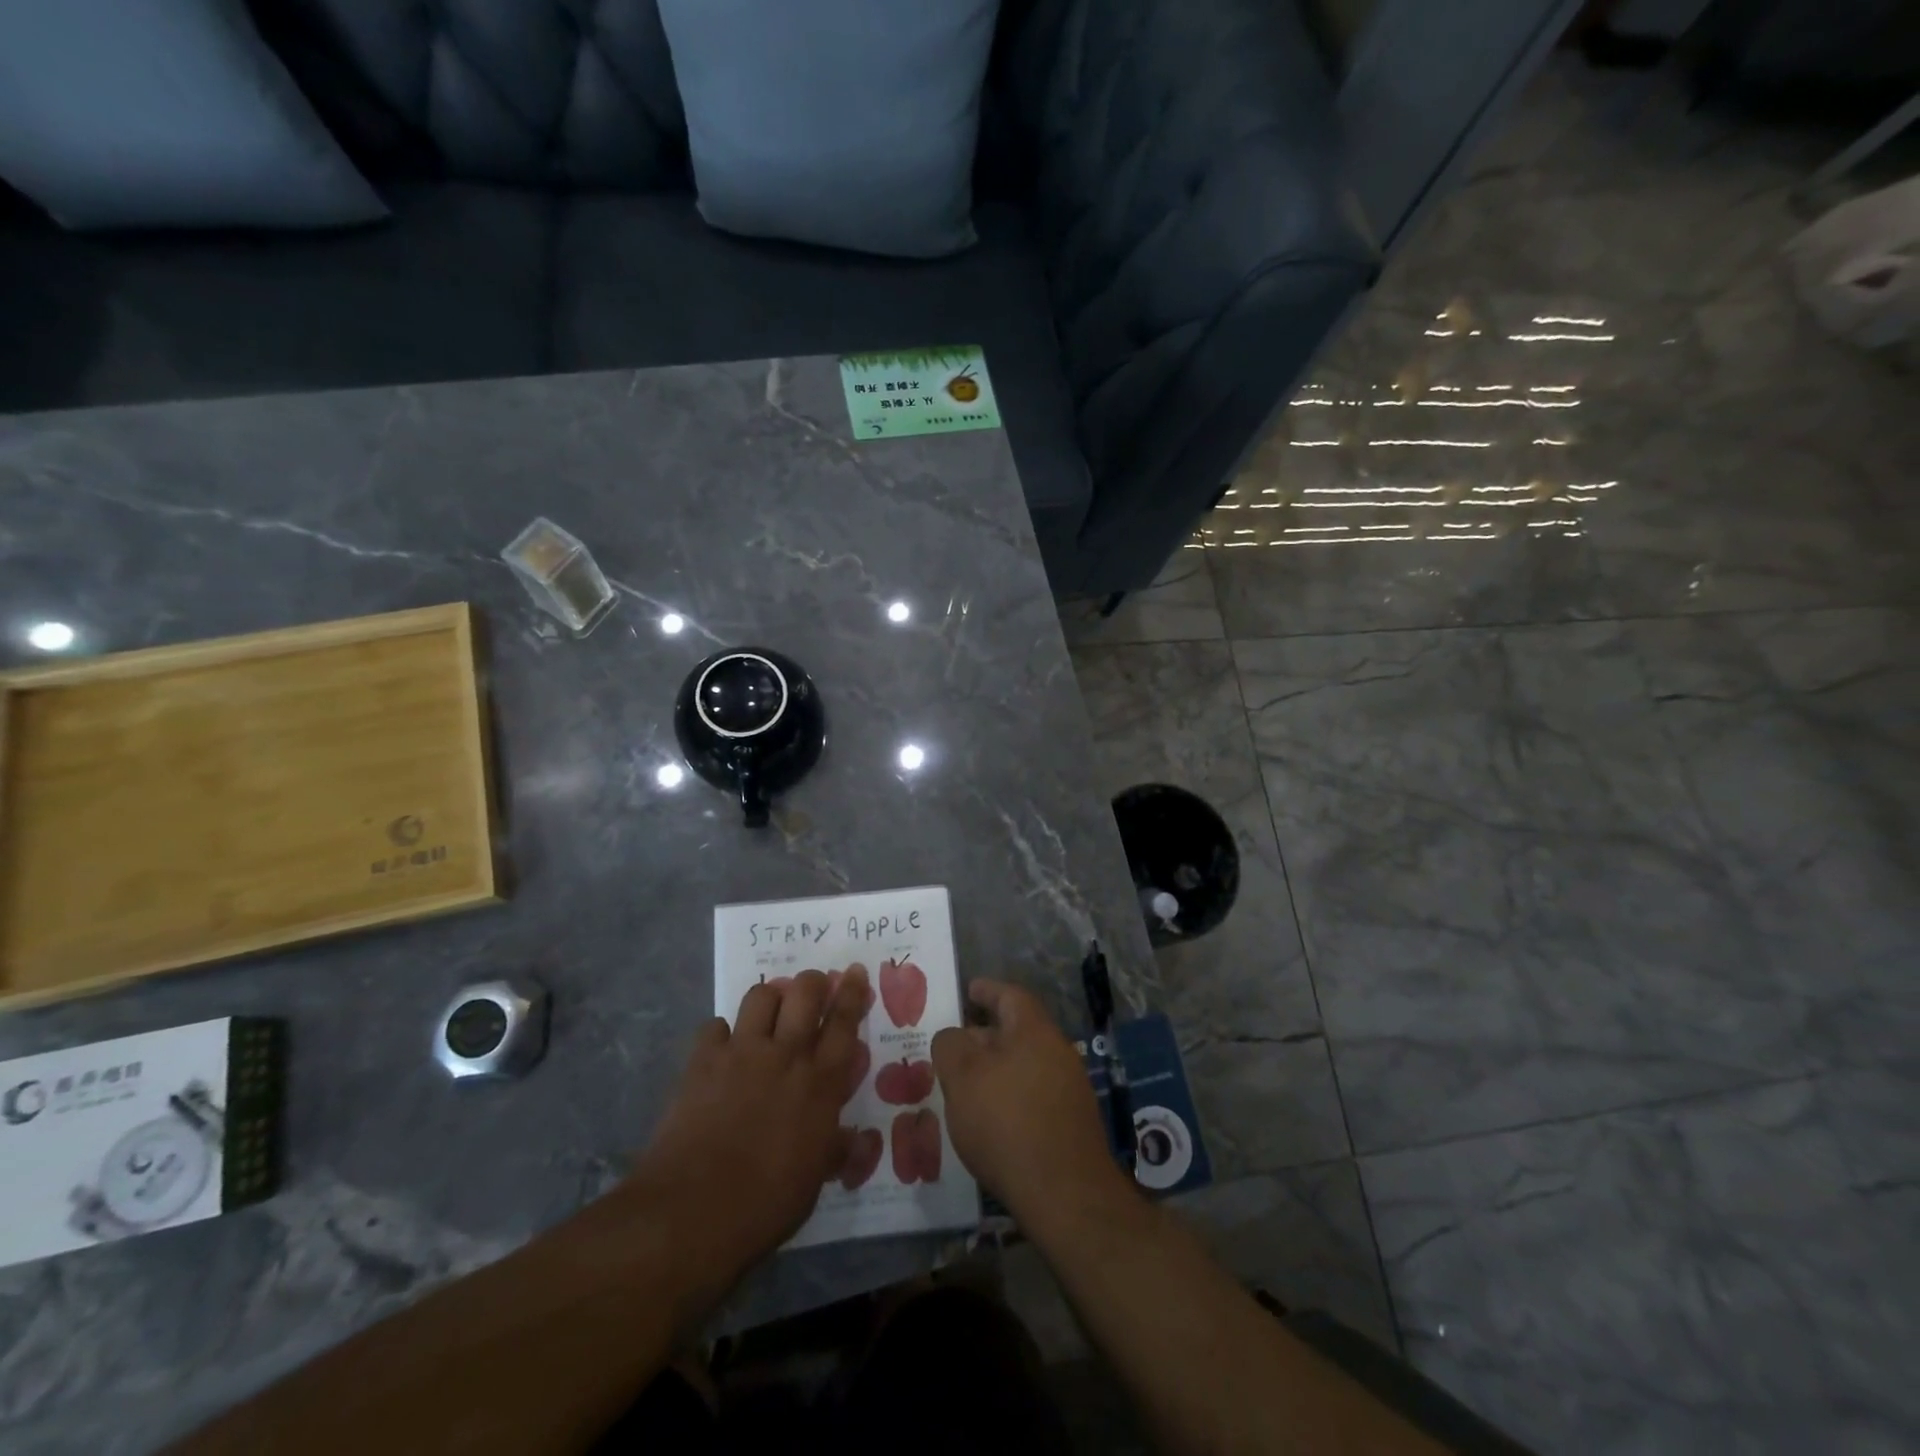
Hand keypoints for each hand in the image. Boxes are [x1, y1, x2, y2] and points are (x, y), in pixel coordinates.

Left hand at [630, 968, 866, 1299]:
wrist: (692, 1211)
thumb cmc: (766, 1203)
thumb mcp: (814, 1179)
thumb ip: (837, 1148)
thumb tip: (860, 1140)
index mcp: (821, 1082)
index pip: (844, 1022)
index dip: (853, 992)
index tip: (856, 971)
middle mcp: (785, 1055)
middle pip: (805, 992)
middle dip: (813, 982)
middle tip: (814, 988)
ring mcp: (742, 1053)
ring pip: (761, 996)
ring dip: (771, 998)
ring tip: (770, 1013)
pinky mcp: (702, 1061)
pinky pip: (715, 1026)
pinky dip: (722, 1033)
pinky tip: (722, 1050)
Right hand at [931, 979, 1130, 1226]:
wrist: (1065, 1194)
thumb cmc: (1007, 1122)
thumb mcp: (962, 1077)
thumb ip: (950, 1046)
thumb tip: (954, 1037)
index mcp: (1034, 1030)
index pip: (1009, 995)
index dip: (987, 990)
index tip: (968, 990)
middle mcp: (1058, 1051)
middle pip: (1018, 1031)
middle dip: (986, 1035)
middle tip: (955, 1047)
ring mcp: (1070, 1088)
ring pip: (1025, 1065)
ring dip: (997, 1069)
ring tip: (966, 1086)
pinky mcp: (1072, 1123)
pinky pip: (1034, 1095)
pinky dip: (1010, 1097)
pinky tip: (991, 1120)